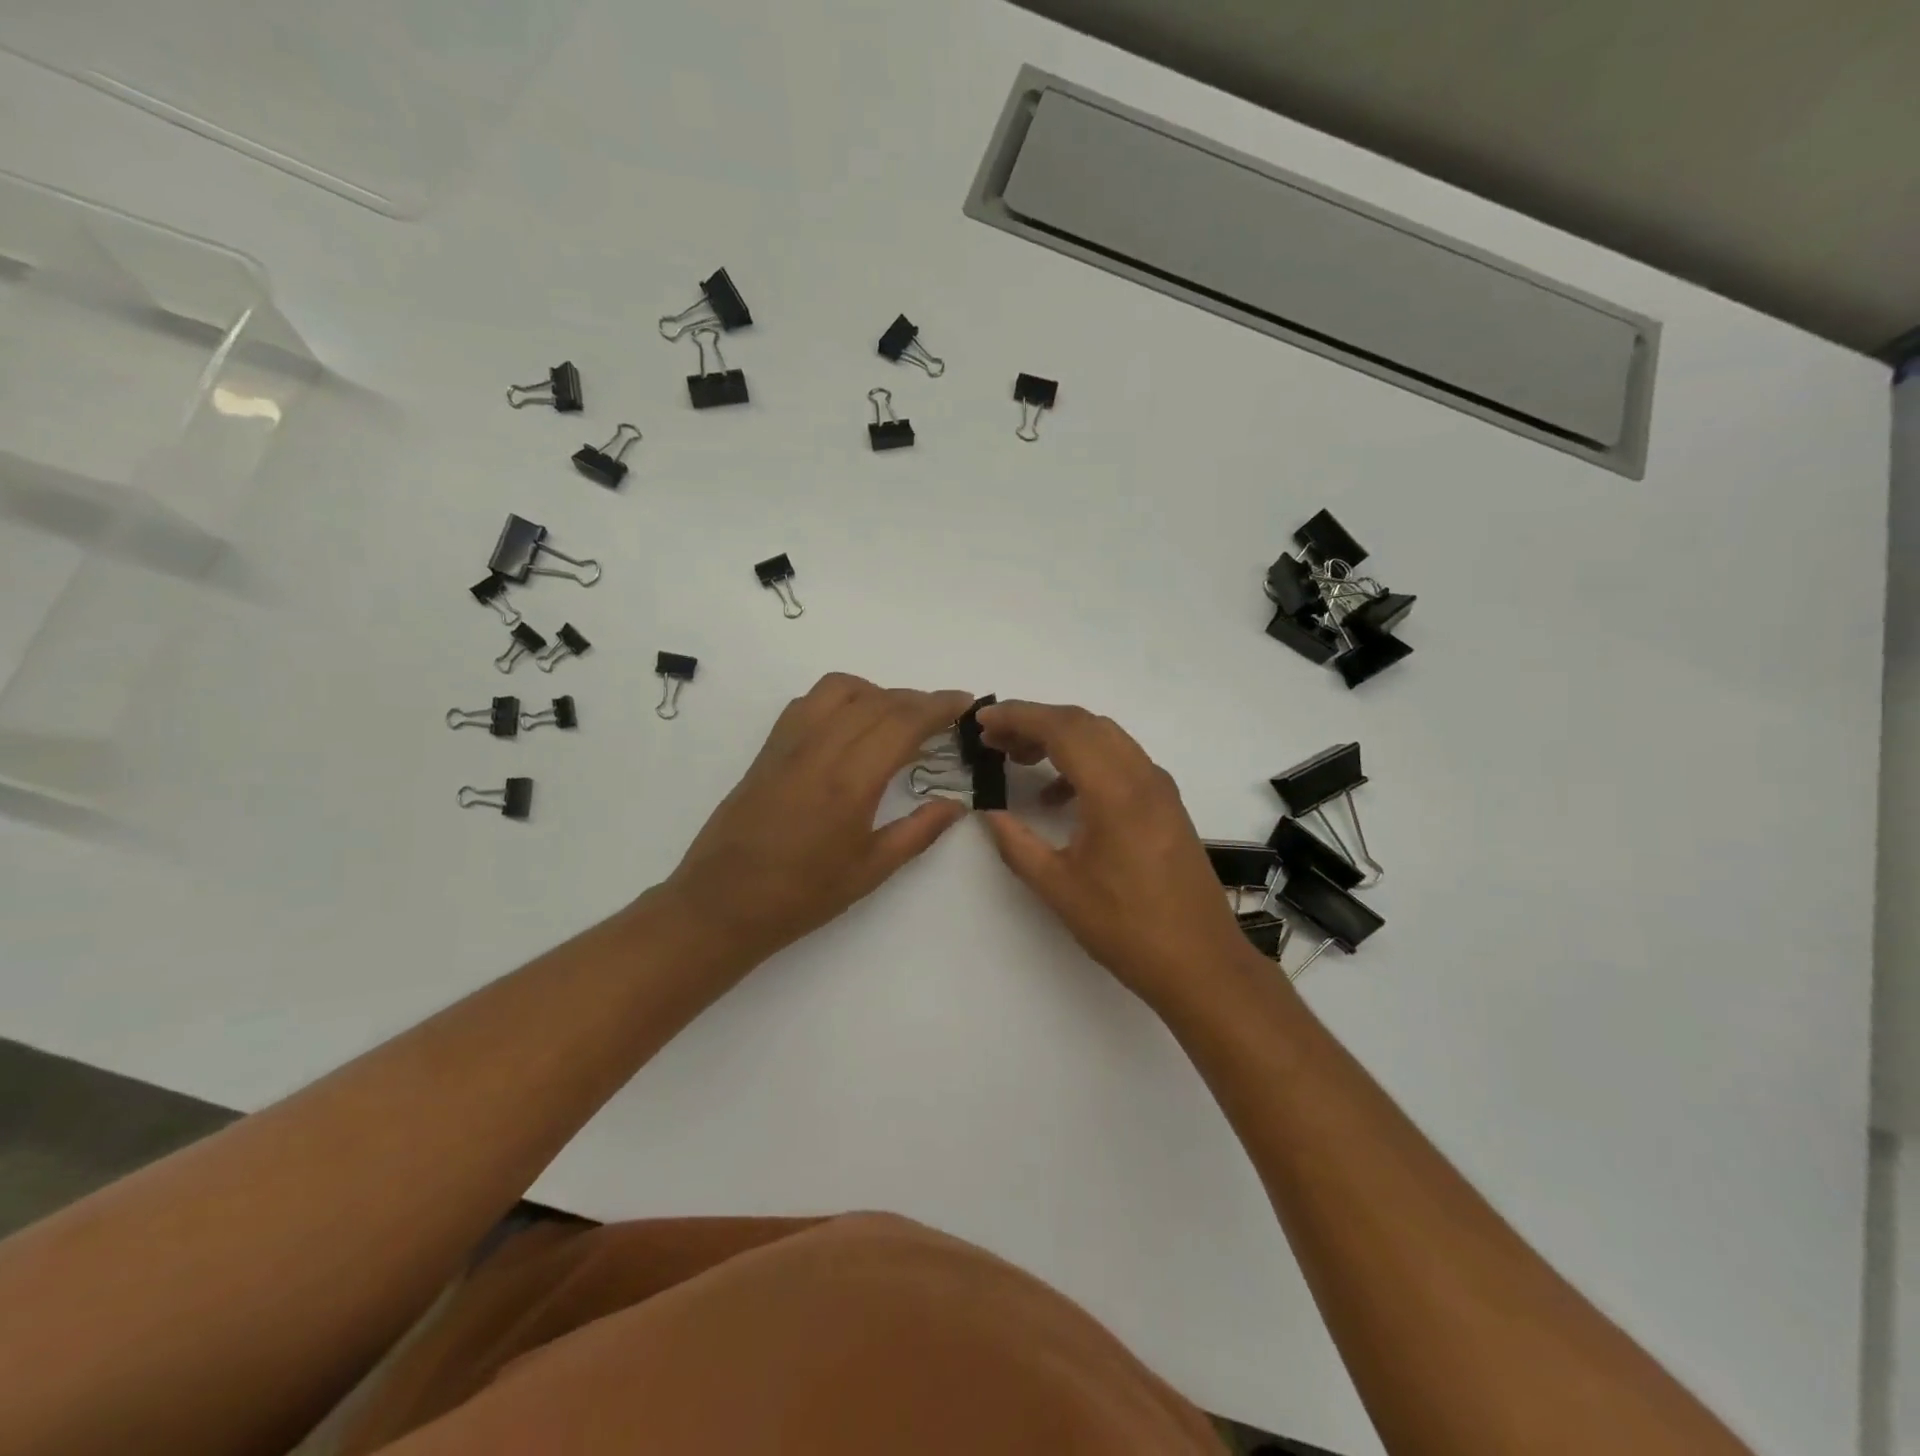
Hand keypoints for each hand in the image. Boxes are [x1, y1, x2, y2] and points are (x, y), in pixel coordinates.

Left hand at [664, 674, 976, 967]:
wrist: (722, 903)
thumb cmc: (801, 895)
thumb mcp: (870, 870)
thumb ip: (918, 831)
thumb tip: (957, 804)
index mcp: (850, 780)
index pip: (903, 722)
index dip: (939, 706)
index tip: (965, 703)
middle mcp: (819, 748)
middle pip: (877, 700)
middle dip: (916, 699)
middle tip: (943, 715)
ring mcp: (789, 744)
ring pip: (839, 689)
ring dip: (876, 691)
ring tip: (896, 718)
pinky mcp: (769, 748)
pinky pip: (809, 702)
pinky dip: (840, 698)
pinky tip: (850, 726)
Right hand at [977, 701, 1264, 1015]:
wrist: (1202, 964)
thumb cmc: (1127, 928)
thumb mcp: (1059, 888)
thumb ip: (1017, 844)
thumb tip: (988, 814)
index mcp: (1115, 791)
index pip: (1062, 728)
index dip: (1019, 716)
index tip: (983, 719)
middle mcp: (1142, 776)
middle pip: (1084, 723)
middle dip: (1035, 722)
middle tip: (995, 739)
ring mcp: (1160, 788)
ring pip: (1105, 738)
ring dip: (1061, 739)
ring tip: (1020, 759)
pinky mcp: (1166, 804)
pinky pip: (1121, 761)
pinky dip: (1085, 762)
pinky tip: (1059, 797)